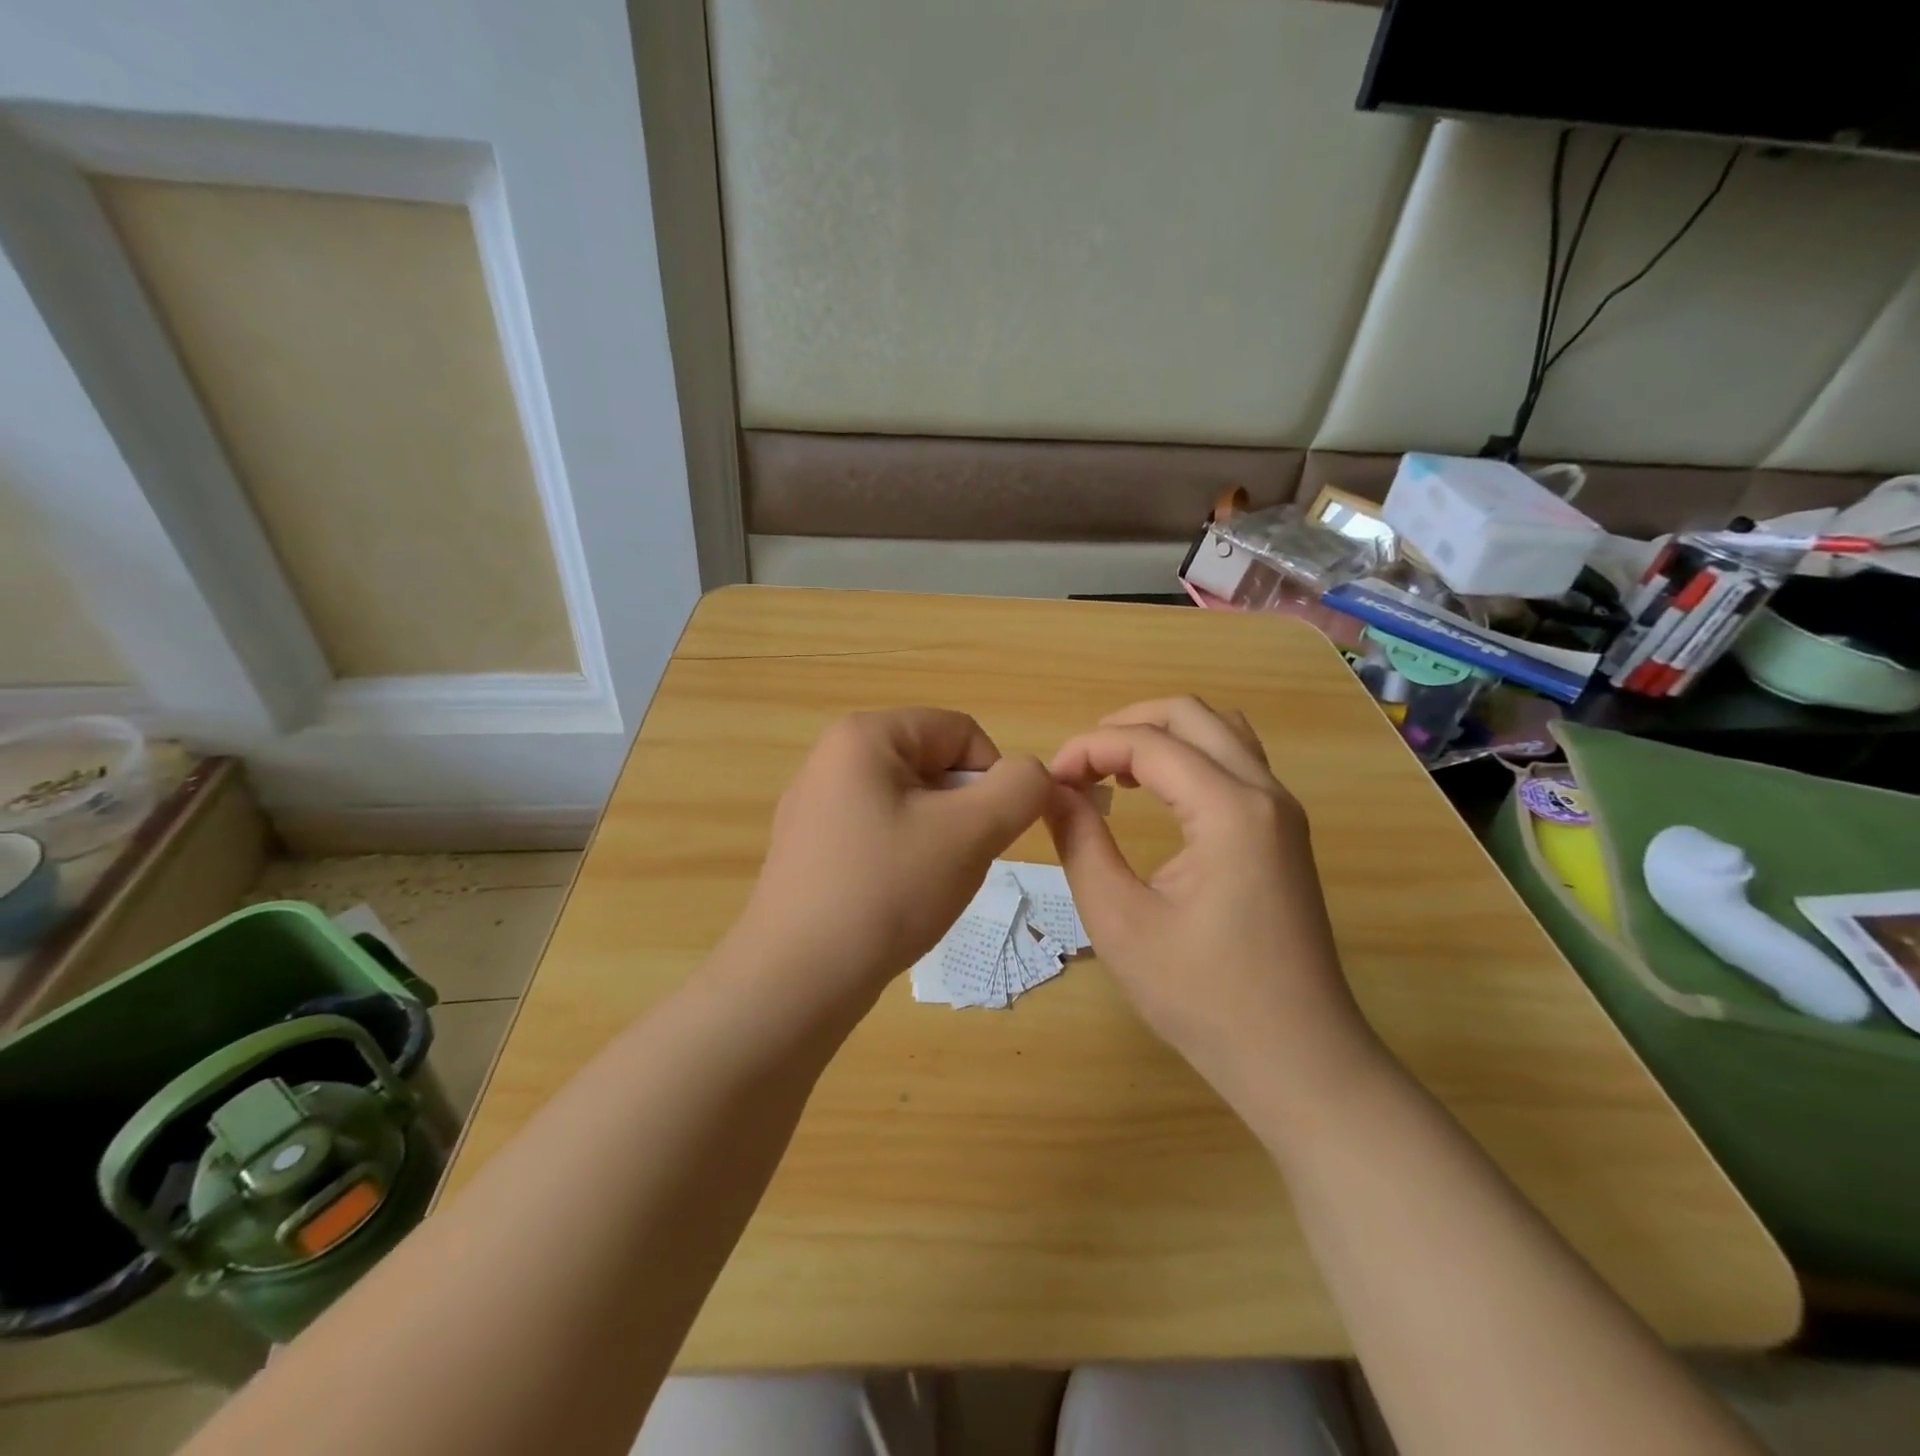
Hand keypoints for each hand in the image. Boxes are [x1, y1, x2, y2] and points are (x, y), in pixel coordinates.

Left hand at [727, 709, 1051, 1015]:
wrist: (796, 980)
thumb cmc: (887, 890)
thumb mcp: (972, 832)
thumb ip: (1020, 788)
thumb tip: (1030, 775)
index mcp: (864, 735)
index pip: (961, 732)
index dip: (992, 778)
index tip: (988, 833)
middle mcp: (831, 758)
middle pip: (933, 765)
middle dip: (963, 812)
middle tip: (957, 863)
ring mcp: (813, 805)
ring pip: (909, 804)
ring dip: (938, 839)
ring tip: (924, 886)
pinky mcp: (808, 848)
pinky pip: (878, 833)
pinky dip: (903, 859)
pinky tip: (894, 901)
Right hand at [1046, 697, 1380, 1105]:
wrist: (1298, 1059)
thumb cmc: (1202, 997)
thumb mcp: (1120, 920)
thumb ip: (1080, 842)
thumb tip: (1051, 790)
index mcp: (1229, 810)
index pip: (1148, 743)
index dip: (1089, 748)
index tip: (1049, 782)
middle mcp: (1265, 793)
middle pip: (1191, 714)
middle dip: (1125, 725)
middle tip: (1079, 766)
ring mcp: (1283, 811)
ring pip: (1220, 730)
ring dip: (1161, 735)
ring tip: (1113, 771)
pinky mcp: (1284, 832)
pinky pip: (1236, 762)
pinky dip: (1189, 757)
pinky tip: (1156, 794)